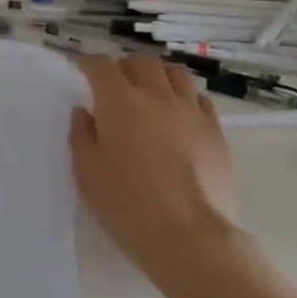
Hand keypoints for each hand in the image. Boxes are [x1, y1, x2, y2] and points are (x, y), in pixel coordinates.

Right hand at [70, 55, 240, 283]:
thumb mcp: (86, 172)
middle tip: (116, 83)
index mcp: (120, 101)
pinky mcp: (215, 130)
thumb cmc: (126, 204)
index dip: (89, 62)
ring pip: (175, 73)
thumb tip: (85, 112)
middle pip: (142, 62)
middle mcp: (156, 95)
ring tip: (150, 91)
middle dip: (125, 66)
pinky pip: (199, 99)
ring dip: (157, 75)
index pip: (102, 66)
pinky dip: (184, 97)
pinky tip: (179, 114)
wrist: (188, 235)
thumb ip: (82, 135)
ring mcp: (190, 111)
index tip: (82, 67)